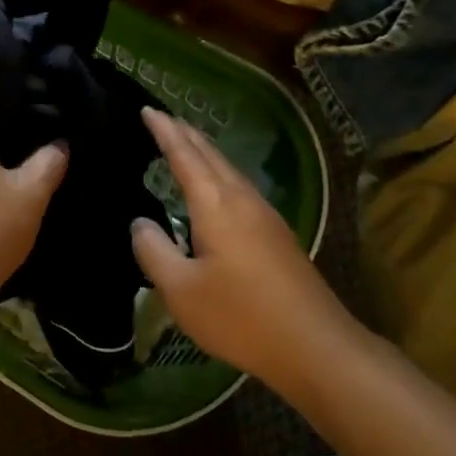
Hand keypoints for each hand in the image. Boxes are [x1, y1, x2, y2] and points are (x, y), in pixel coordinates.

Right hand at [131, 108, 353, 392]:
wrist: (316, 346)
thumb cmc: (241, 317)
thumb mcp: (181, 290)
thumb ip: (154, 251)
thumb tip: (140, 223)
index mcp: (216, 204)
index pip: (184, 154)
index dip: (164, 130)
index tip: (147, 109)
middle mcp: (242, 199)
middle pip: (210, 154)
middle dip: (185, 133)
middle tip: (162, 118)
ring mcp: (265, 215)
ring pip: (228, 169)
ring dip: (204, 152)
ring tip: (185, 144)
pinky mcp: (277, 235)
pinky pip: (239, 187)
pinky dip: (218, 173)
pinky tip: (215, 190)